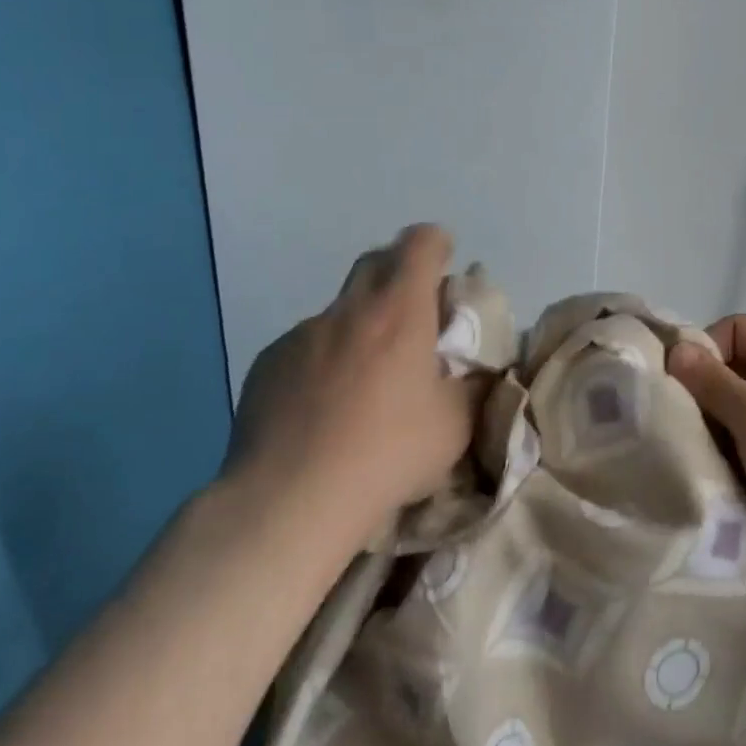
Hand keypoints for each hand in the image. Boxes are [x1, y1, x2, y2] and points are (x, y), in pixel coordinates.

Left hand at [221, 225, 478, 539]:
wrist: (288, 502)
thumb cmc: (387, 454)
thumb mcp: (455, 426)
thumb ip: (472, 387)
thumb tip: (479, 372)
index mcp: (399, 311)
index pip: (420, 243)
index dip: (436, 243)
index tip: (445, 262)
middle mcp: (348, 311)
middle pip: (375, 261)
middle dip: (398, 273)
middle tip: (413, 315)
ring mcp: (301, 336)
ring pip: (339, 312)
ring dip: (359, 327)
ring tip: (363, 382)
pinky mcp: (266, 365)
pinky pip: (304, 347)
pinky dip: (322, 362)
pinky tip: (321, 410)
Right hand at [667, 314, 745, 599]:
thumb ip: (711, 382)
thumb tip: (674, 349)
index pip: (734, 330)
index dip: (703, 352)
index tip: (675, 387)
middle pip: (728, 373)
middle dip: (700, 398)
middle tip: (673, 427)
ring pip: (729, 415)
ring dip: (709, 435)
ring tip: (686, 457)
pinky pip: (739, 449)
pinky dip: (722, 461)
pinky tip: (704, 479)